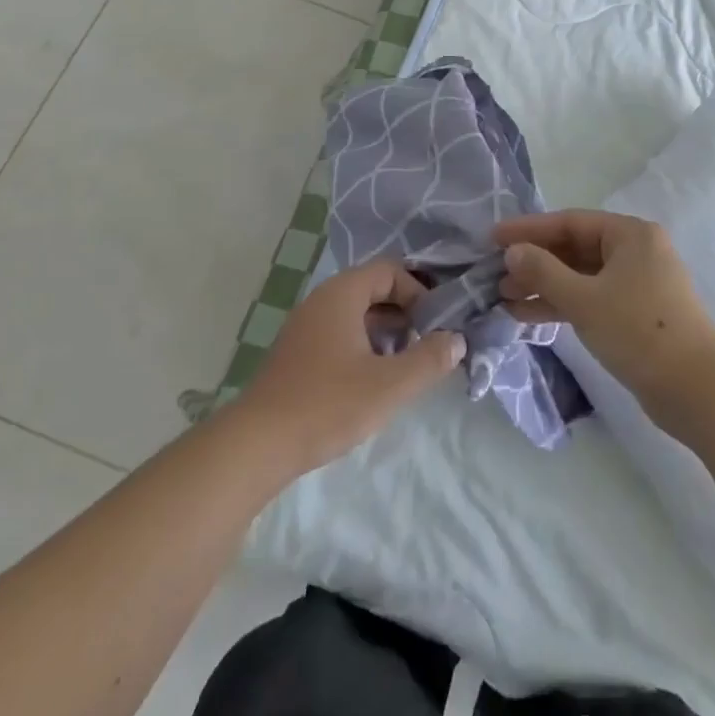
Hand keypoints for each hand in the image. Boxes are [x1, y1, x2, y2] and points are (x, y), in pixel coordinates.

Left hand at [238, 260, 465, 475]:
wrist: (257, 444)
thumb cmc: (328, 404)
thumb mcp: (389, 384)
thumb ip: (429, 359)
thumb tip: (457, 339)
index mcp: (342, 293)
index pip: (390, 270)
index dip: (418, 292)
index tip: (434, 325)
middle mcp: (321, 300)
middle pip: (373, 289)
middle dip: (404, 312)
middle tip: (425, 345)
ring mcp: (305, 326)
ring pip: (356, 313)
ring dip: (385, 331)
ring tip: (403, 365)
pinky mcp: (297, 352)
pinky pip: (339, 332)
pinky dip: (363, 345)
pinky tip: (371, 380)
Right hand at [496, 210, 714, 418]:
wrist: (696, 391)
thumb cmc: (638, 331)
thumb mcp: (584, 299)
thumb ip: (543, 271)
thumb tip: (513, 251)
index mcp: (630, 234)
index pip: (570, 222)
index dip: (529, 229)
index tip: (493, 238)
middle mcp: (636, 251)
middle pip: (575, 248)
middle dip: (535, 261)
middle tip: (496, 274)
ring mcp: (637, 284)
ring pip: (581, 276)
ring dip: (544, 285)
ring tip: (505, 297)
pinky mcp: (635, 314)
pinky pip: (591, 298)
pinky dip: (562, 304)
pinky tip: (528, 315)